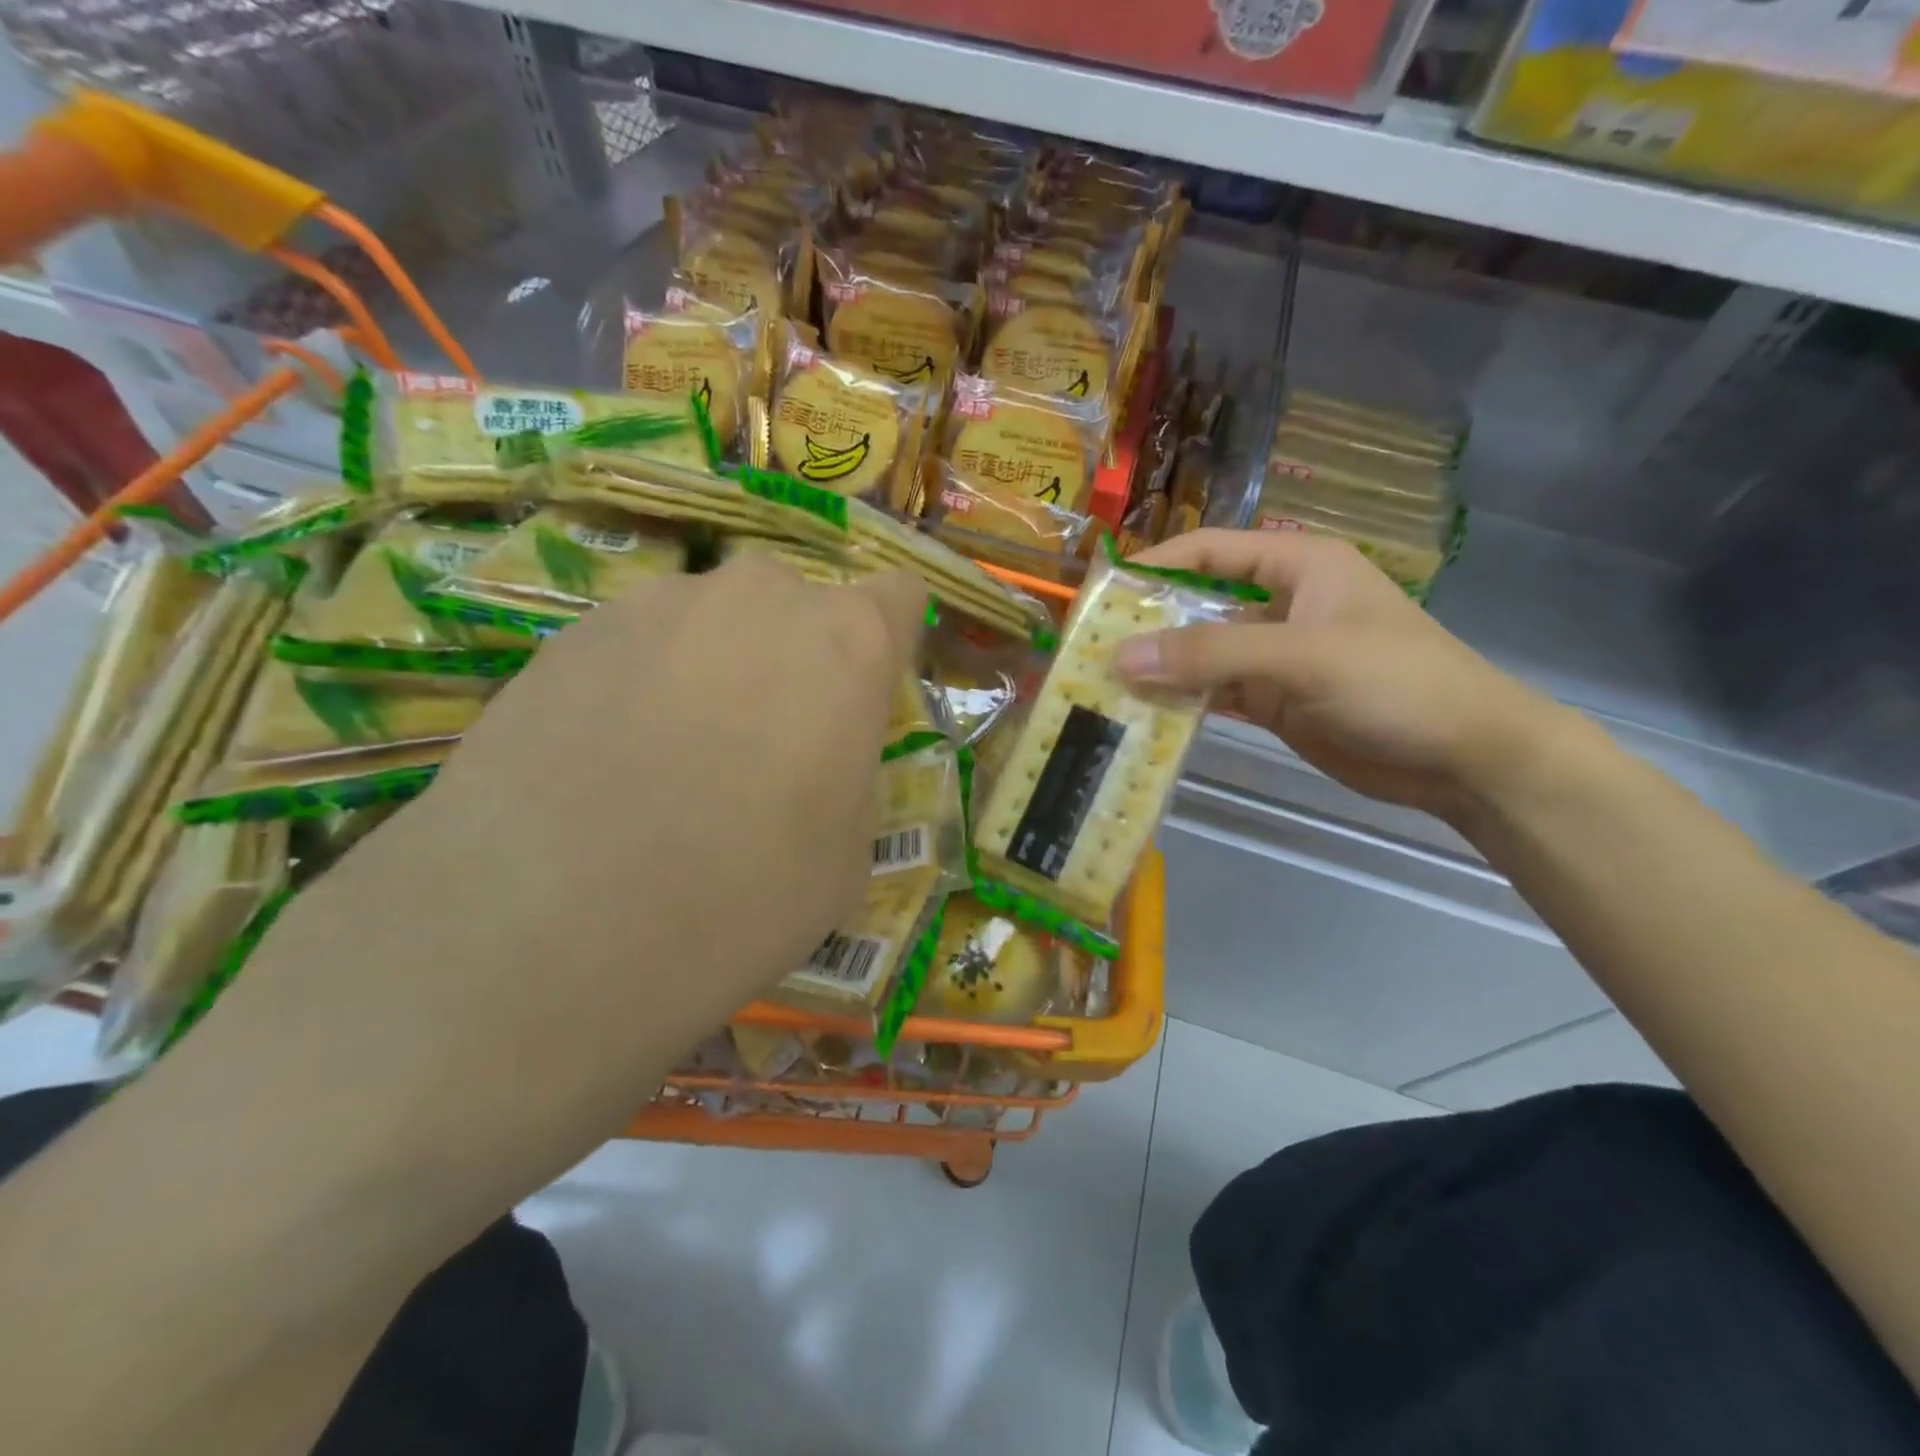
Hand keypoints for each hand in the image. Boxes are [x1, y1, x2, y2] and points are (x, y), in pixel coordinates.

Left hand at [213, 551, 925, 1207]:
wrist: (548, 927)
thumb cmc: (743, 897)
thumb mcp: (845, 856)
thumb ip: (849, 775)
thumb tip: (822, 755)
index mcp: (848, 643)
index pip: (897, 598)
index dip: (889, 642)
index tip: (869, 694)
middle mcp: (760, 597)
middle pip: (800, 607)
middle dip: (798, 659)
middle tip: (769, 743)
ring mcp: (657, 603)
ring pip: (715, 624)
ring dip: (716, 671)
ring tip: (674, 762)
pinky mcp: (570, 631)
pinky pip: (640, 646)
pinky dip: (643, 686)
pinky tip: (607, 764)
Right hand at [1113, 528, 1564, 822]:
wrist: (1465, 758)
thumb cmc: (1395, 683)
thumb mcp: (1302, 657)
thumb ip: (1211, 654)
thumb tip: (1121, 656)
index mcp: (1298, 566)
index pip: (1209, 552)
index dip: (1154, 566)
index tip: (1100, 593)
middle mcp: (1281, 604)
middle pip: (1198, 603)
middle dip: (1148, 623)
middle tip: (1090, 646)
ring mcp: (1275, 655)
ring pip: (1202, 653)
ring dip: (1160, 668)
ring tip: (1103, 683)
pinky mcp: (1274, 700)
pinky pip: (1214, 693)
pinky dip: (1182, 702)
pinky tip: (1143, 714)